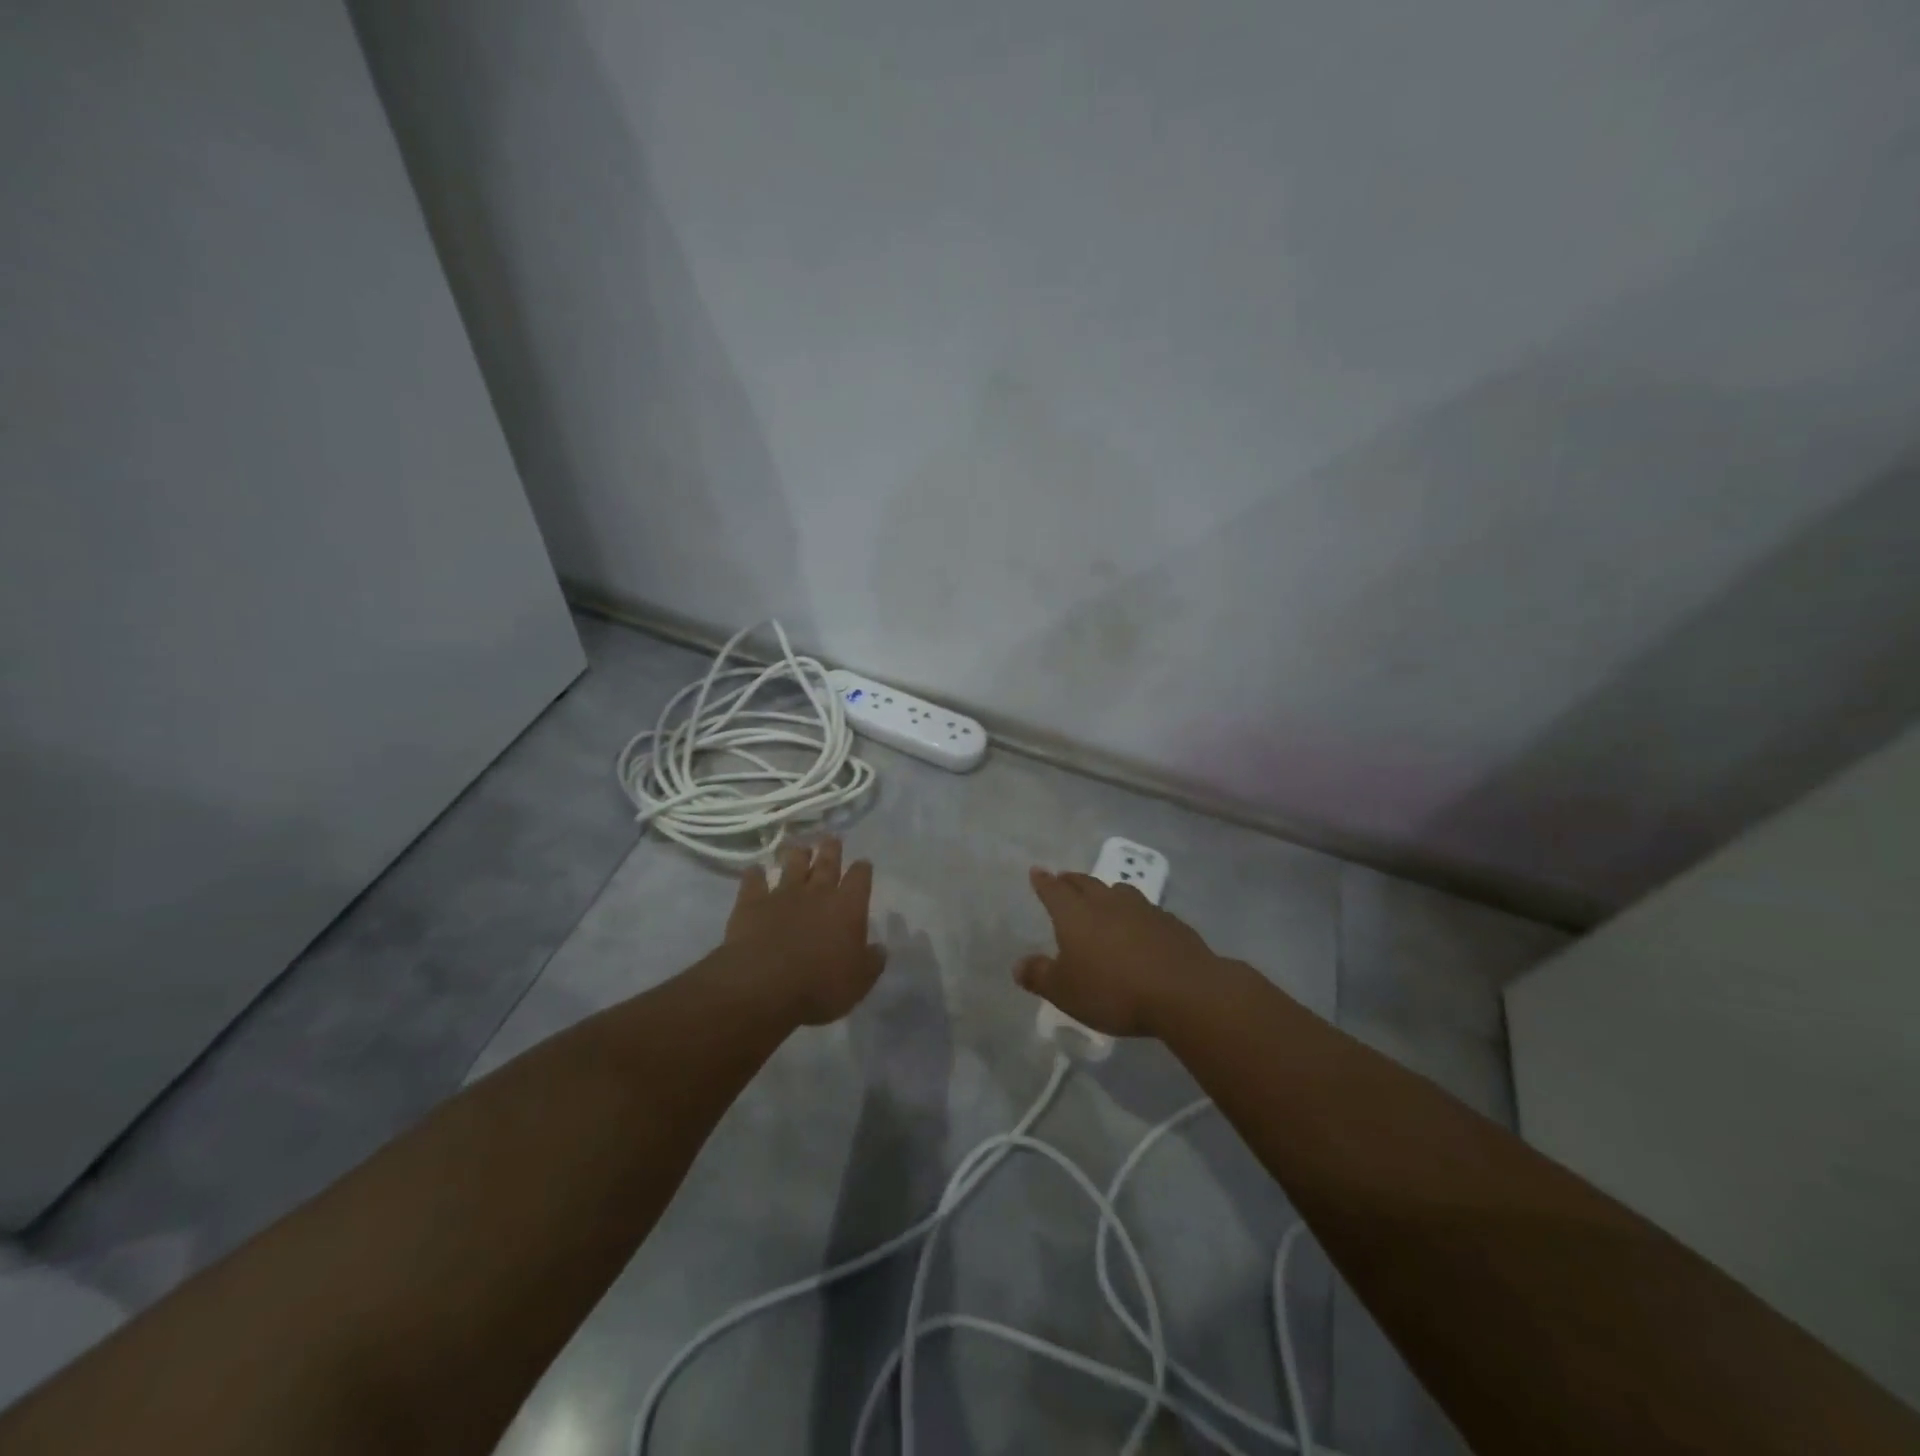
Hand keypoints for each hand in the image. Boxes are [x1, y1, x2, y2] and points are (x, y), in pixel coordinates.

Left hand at [723, 837, 886, 1025]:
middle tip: (831, 839)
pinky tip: (754, 870)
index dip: (862, 870)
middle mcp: (817, 893)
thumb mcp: (859, 982)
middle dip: (831, 850)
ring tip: (798, 847)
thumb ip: (872, 962)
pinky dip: (754, 874)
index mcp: (848, 907)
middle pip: (827, 862)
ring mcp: (782, 894)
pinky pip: (753, 881)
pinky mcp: (751, 903)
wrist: (763, 986)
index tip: (863, 864)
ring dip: (796, 855)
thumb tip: (880, 949)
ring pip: (791, 865)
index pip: (860, 878)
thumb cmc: (820, 986)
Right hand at [1014, 868, 1223, 1036]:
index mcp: (1075, 914)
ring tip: (1101, 896)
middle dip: (1071, 881)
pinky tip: (1138, 925)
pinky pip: (1144, 909)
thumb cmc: (1113, 990)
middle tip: (1064, 878)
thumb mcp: (1065, 992)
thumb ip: (1040, 976)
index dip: (1043, 881)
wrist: (1183, 991)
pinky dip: (1133, 912)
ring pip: (1117, 890)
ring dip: (1105, 891)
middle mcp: (1106, 902)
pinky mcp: (1169, 922)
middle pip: (1085, 883)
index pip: (1053, 891)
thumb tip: (1018, 965)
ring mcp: (1142, 908)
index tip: (1037, 871)